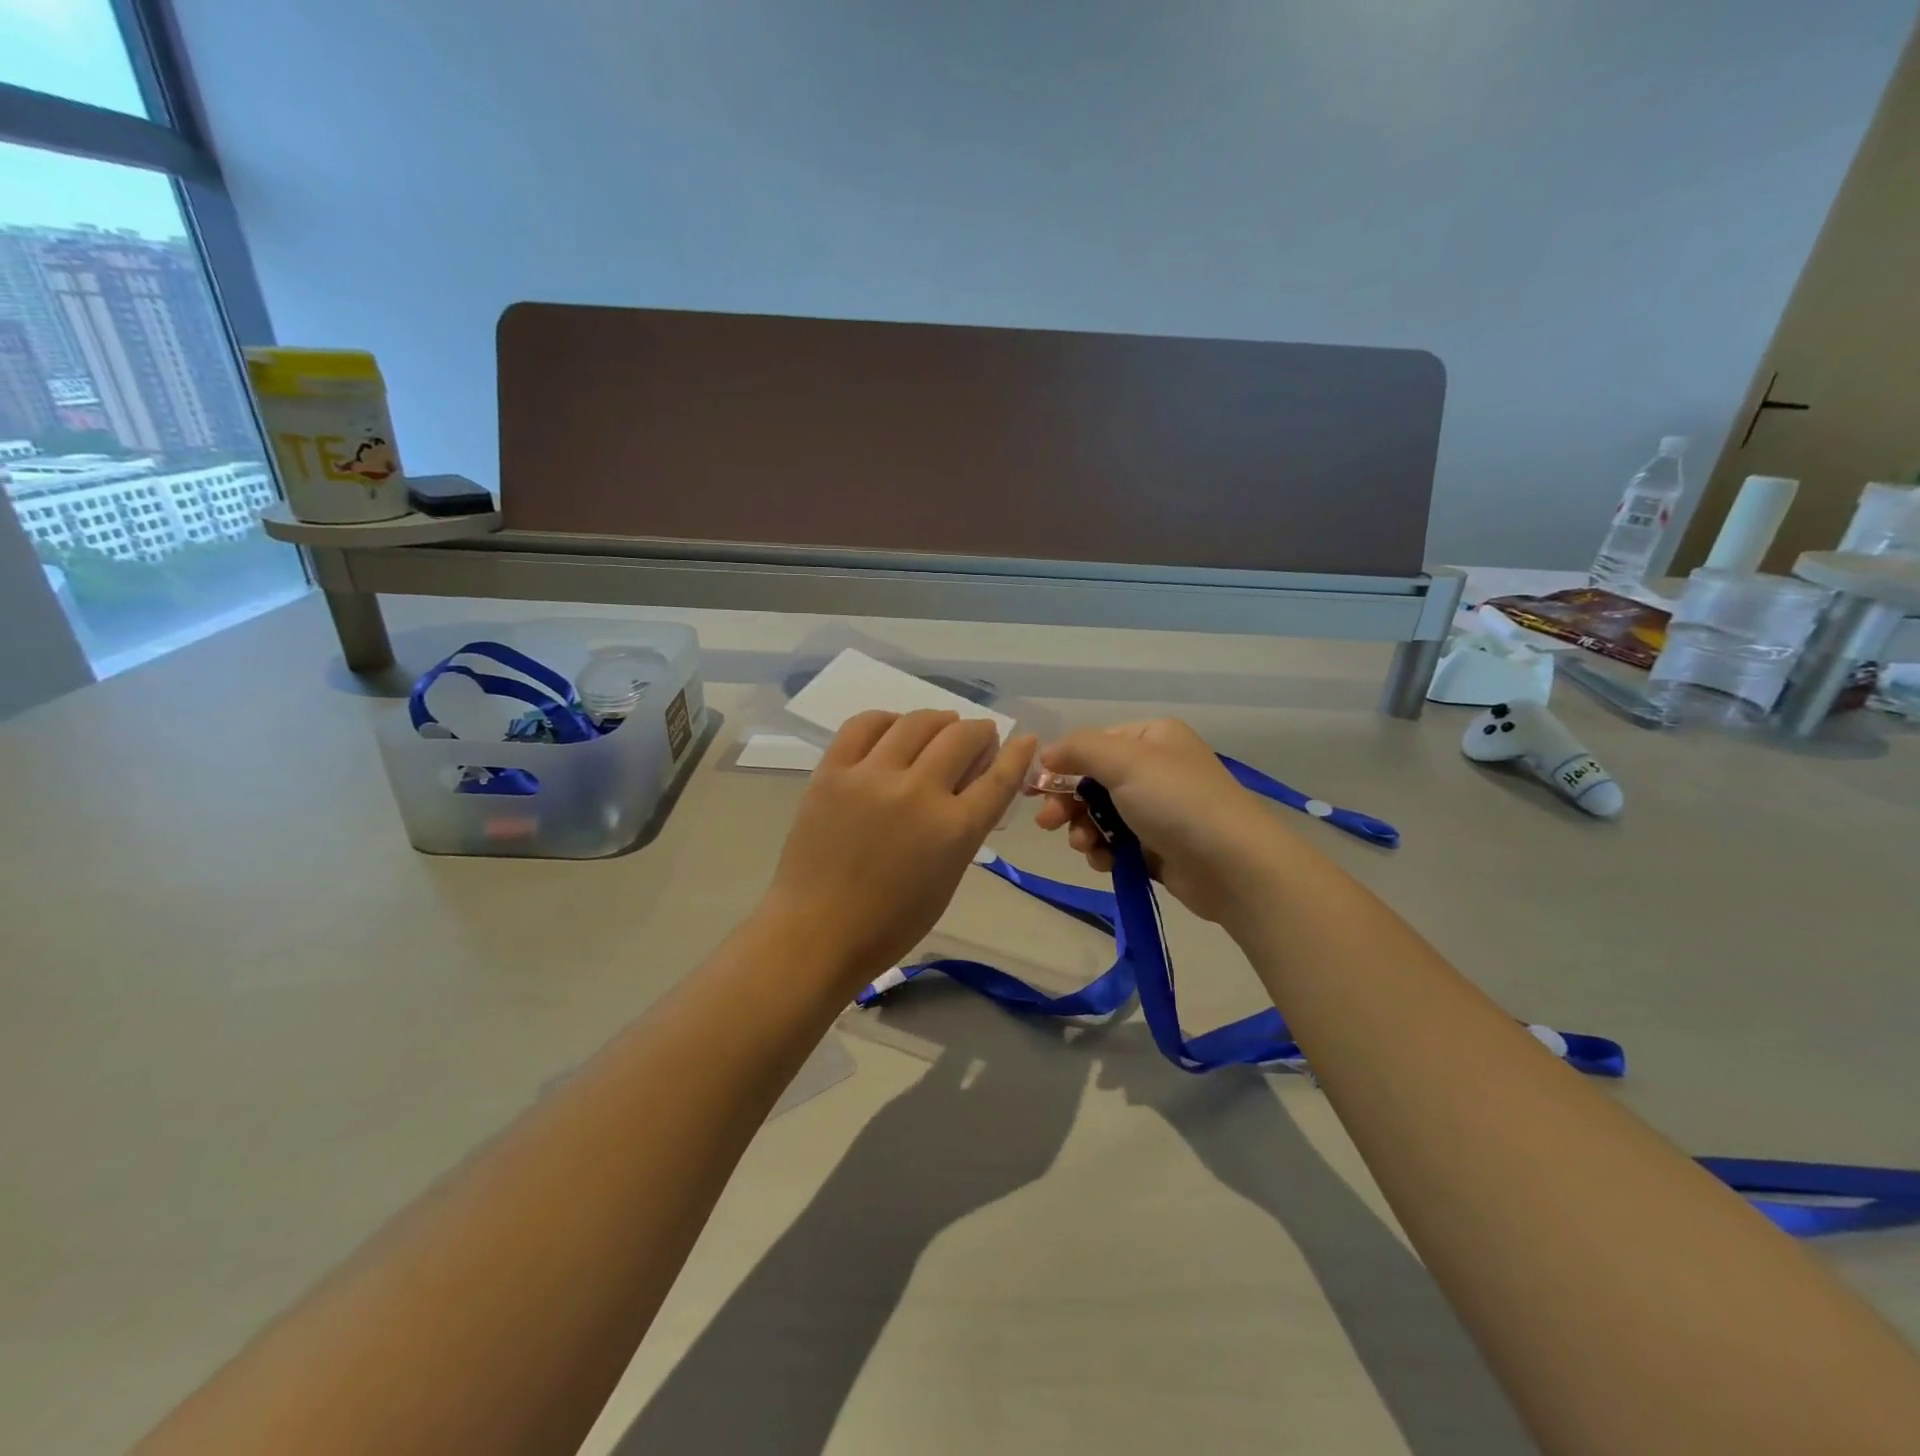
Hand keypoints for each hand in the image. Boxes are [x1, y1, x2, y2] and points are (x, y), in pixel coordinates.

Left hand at [763, 710, 1036, 981]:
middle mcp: (918, 792)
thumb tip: (973, 784)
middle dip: (979, 731)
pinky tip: (894, 727)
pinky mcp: (832, 772)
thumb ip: (965, 828)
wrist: (816, 932)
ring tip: (941, 725)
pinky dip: (887, 719)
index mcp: (954, 830)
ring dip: (939, 719)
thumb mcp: (948, 879)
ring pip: (916, 722)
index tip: (1025, 739)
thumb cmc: (890, 922)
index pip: (999, 777)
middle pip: (961, 738)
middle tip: (978, 736)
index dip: (1018, 753)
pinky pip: (864, 724)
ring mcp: (871, 777)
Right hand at [1031, 718, 1300, 925]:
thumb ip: (1079, 750)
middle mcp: (1155, 769)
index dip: (1061, 765)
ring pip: (1100, 816)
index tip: (1033, 789)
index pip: (1093, 745)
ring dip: (1084, 830)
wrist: (1233, 865)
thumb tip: (1046, 754)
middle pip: (1092, 782)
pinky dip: (1104, 852)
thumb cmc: (1176, 801)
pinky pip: (1117, 844)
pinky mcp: (1158, 847)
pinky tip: (1105, 862)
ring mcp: (1158, 810)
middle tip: (1048, 824)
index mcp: (1152, 738)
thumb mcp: (1124, 761)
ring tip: (1085, 846)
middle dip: (1068, 803)